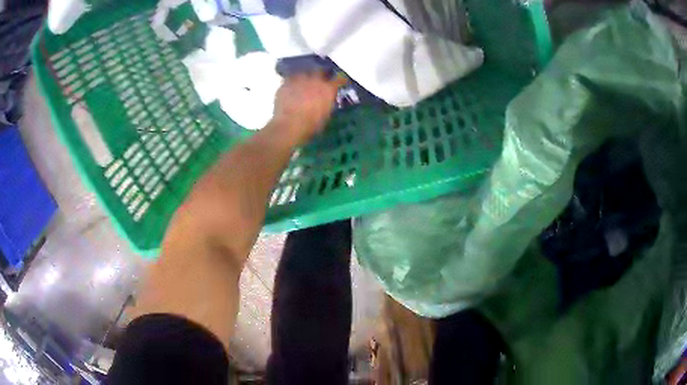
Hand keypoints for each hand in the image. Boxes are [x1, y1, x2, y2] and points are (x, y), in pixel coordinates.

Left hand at [272, 72, 346, 143]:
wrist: (289, 125)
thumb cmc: (311, 124)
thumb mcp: (325, 115)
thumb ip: (327, 103)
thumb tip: (326, 100)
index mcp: (328, 89)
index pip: (339, 79)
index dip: (340, 80)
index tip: (341, 81)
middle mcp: (315, 80)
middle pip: (321, 71)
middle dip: (322, 74)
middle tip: (320, 79)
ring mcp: (299, 79)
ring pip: (304, 72)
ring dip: (305, 76)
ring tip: (303, 82)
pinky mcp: (286, 83)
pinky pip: (290, 79)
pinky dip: (292, 82)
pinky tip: (291, 88)